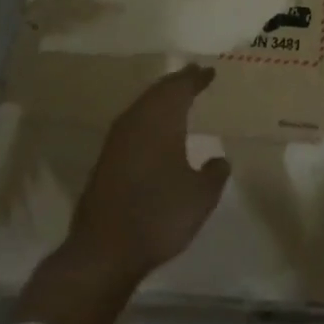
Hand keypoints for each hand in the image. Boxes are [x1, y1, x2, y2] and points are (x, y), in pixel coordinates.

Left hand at [66, 64, 231, 284]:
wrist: (104, 251)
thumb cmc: (159, 215)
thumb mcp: (201, 197)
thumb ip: (214, 173)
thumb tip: (219, 159)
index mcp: (162, 120)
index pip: (180, 88)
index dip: (196, 78)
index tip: (208, 72)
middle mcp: (137, 121)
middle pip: (158, 92)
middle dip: (176, 83)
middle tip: (193, 76)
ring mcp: (117, 140)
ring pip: (142, 106)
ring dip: (160, 99)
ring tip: (176, 98)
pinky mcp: (105, 160)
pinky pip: (132, 124)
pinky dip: (147, 118)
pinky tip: (154, 131)